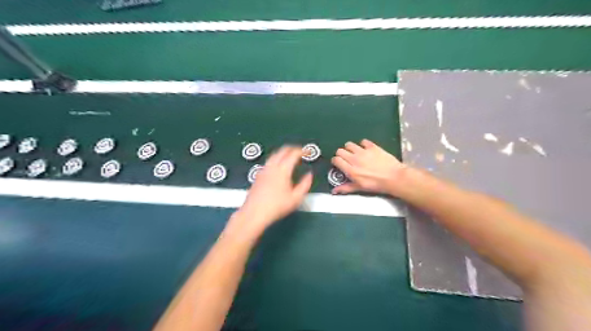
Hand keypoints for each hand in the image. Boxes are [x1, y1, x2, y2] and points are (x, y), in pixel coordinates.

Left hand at [233, 145, 313, 233]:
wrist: (254, 213)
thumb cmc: (277, 207)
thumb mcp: (296, 198)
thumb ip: (305, 184)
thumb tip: (309, 175)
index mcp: (283, 169)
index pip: (293, 153)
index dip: (302, 151)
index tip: (308, 152)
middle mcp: (272, 166)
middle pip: (282, 150)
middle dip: (293, 149)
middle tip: (301, 152)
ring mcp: (263, 170)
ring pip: (274, 155)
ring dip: (284, 153)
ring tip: (290, 158)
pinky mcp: (258, 175)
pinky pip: (269, 161)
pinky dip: (277, 159)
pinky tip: (279, 168)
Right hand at [330, 139, 408, 195]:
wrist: (394, 178)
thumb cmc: (376, 185)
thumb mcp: (360, 188)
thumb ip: (346, 188)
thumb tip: (334, 191)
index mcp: (350, 170)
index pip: (336, 160)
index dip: (336, 161)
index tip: (339, 164)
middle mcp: (354, 159)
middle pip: (340, 150)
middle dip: (341, 154)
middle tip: (346, 159)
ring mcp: (363, 151)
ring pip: (349, 144)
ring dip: (350, 148)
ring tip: (354, 153)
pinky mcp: (372, 147)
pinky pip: (363, 141)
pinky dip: (363, 144)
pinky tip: (366, 149)